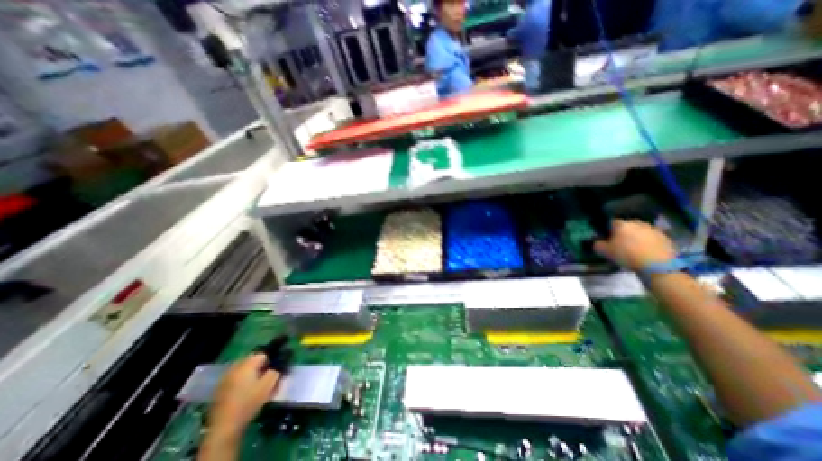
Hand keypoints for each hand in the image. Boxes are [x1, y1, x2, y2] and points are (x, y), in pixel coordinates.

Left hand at [206, 354, 281, 441]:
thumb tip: (280, 362)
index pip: (264, 354)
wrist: (224, 427)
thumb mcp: (269, 384)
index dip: (272, 360)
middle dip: (262, 366)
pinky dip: (243, 381)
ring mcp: (226, 378)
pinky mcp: (220, 389)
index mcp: (247, 363)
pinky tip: (247, 392)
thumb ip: (276, 370)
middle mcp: (235, 367)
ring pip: (244, 370)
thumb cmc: (249, 402)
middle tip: (269, 377)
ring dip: (252, 373)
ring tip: (259, 385)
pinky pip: (236, 378)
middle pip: (253, 360)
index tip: (277, 369)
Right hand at [594, 220, 677, 268]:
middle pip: (628, 225)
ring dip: (637, 237)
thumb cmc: (626, 255)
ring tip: (635, 248)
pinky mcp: (666, 237)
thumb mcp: (604, 251)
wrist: (657, 265)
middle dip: (624, 232)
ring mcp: (653, 229)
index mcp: (621, 224)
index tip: (608, 238)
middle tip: (621, 243)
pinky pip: (652, 238)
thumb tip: (598, 242)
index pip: (612, 222)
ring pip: (641, 231)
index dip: (609, 230)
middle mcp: (637, 223)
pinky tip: (646, 252)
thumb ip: (598, 244)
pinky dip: (648, 243)